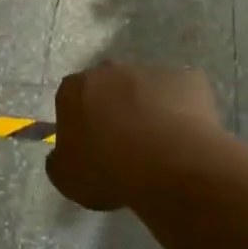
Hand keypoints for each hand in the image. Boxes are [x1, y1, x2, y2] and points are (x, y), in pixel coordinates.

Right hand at [47, 61, 224, 211]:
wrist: (170, 165)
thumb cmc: (109, 171)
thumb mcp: (66, 178)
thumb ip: (59, 160)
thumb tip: (62, 154)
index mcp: (75, 89)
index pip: (71, 100)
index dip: (81, 123)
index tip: (91, 147)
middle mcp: (110, 70)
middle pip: (109, 88)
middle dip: (114, 109)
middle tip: (124, 144)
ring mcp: (151, 70)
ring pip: (146, 89)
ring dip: (148, 109)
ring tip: (159, 145)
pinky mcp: (188, 79)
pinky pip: (182, 95)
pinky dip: (182, 112)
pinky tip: (185, 138)